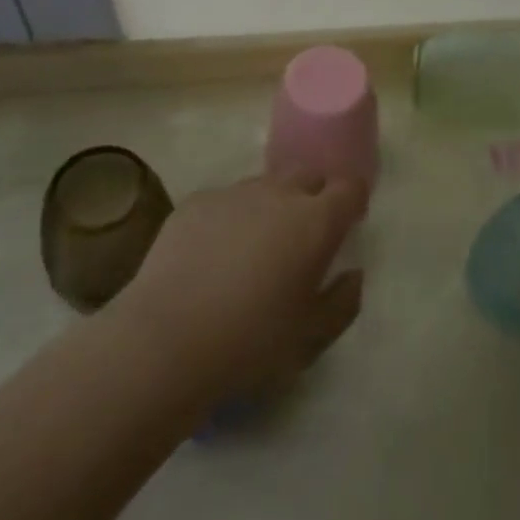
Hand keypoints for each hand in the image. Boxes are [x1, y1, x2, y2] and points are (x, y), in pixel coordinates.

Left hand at [121, 173, 367, 398]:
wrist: (165, 342)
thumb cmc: (251, 343)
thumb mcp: (312, 338)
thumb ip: (344, 302)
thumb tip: (352, 274)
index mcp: (316, 222)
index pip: (350, 188)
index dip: (353, 201)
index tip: (349, 222)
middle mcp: (279, 194)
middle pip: (308, 176)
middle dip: (314, 196)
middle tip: (304, 235)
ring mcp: (234, 194)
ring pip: (266, 185)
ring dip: (272, 204)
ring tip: (256, 245)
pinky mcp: (195, 203)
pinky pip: (226, 200)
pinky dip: (231, 217)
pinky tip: (214, 254)